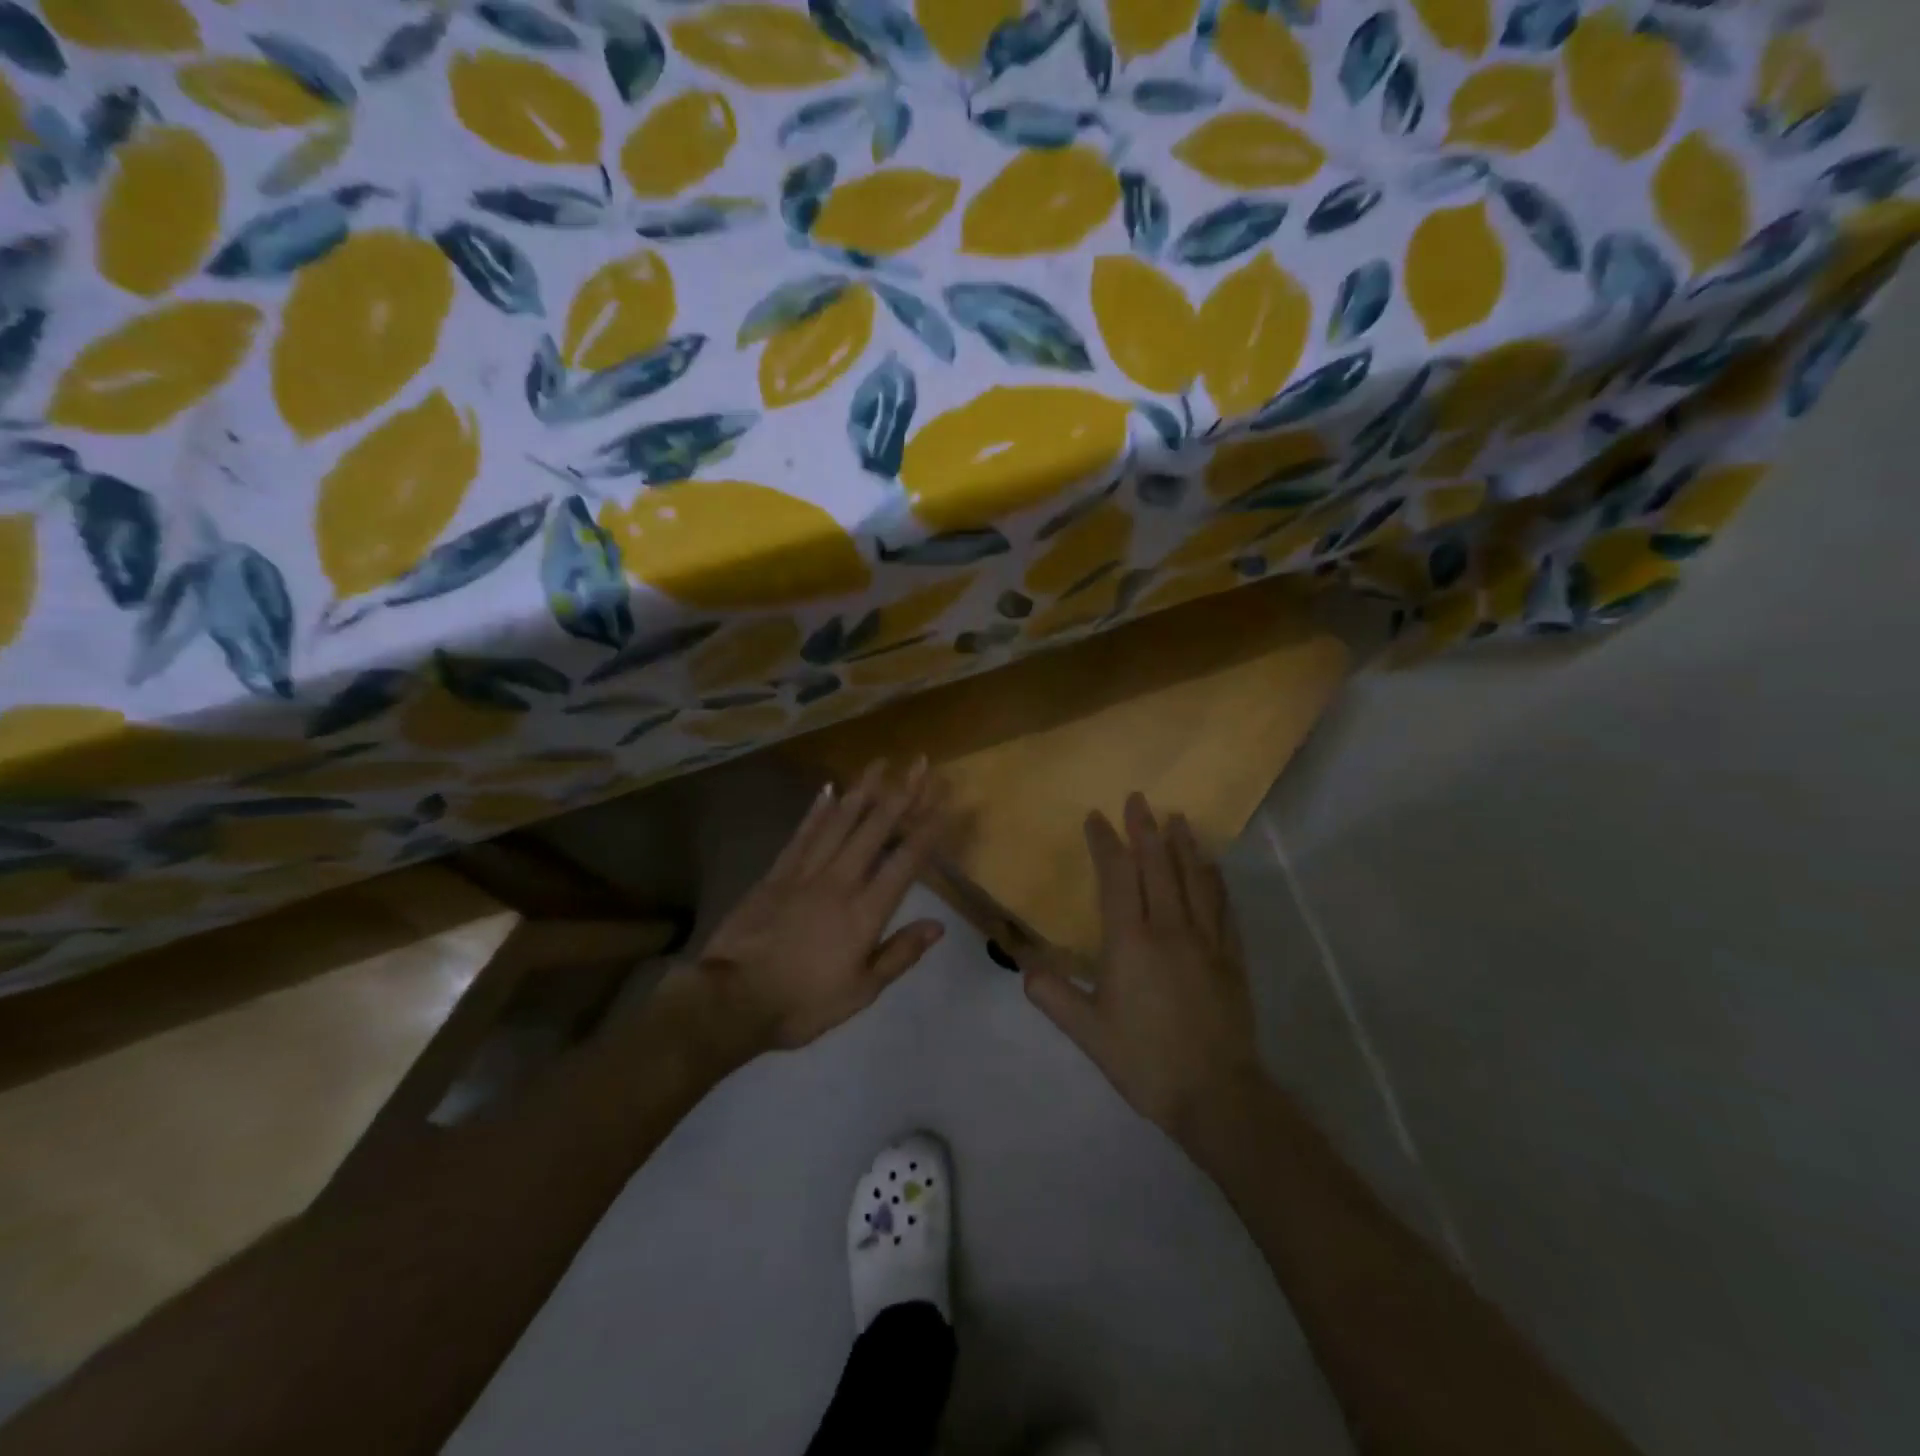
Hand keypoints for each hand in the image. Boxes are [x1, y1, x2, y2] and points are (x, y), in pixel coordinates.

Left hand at [679, 759, 948, 1059]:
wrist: (733, 1000)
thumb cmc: (803, 1002)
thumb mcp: (861, 991)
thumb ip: (900, 954)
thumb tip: (938, 925)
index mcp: (865, 912)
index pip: (905, 863)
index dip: (927, 830)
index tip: (943, 801)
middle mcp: (840, 882)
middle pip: (875, 830)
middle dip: (901, 794)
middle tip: (917, 763)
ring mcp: (805, 873)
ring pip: (839, 822)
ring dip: (862, 791)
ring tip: (879, 764)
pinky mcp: (776, 874)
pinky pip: (802, 834)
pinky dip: (817, 810)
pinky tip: (829, 790)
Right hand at [1023, 794, 1265, 1142]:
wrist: (1216, 1095)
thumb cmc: (1145, 1061)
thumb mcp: (1089, 1033)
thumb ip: (1055, 996)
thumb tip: (1025, 967)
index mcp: (1130, 942)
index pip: (1117, 877)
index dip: (1106, 843)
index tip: (1096, 818)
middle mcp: (1169, 929)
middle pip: (1157, 866)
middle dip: (1145, 829)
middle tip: (1138, 799)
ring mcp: (1206, 940)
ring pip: (1194, 879)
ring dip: (1183, 844)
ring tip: (1177, 818)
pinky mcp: (1231, 957)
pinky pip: (1222, 906)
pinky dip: (1214, 879)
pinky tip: (1212, 867)